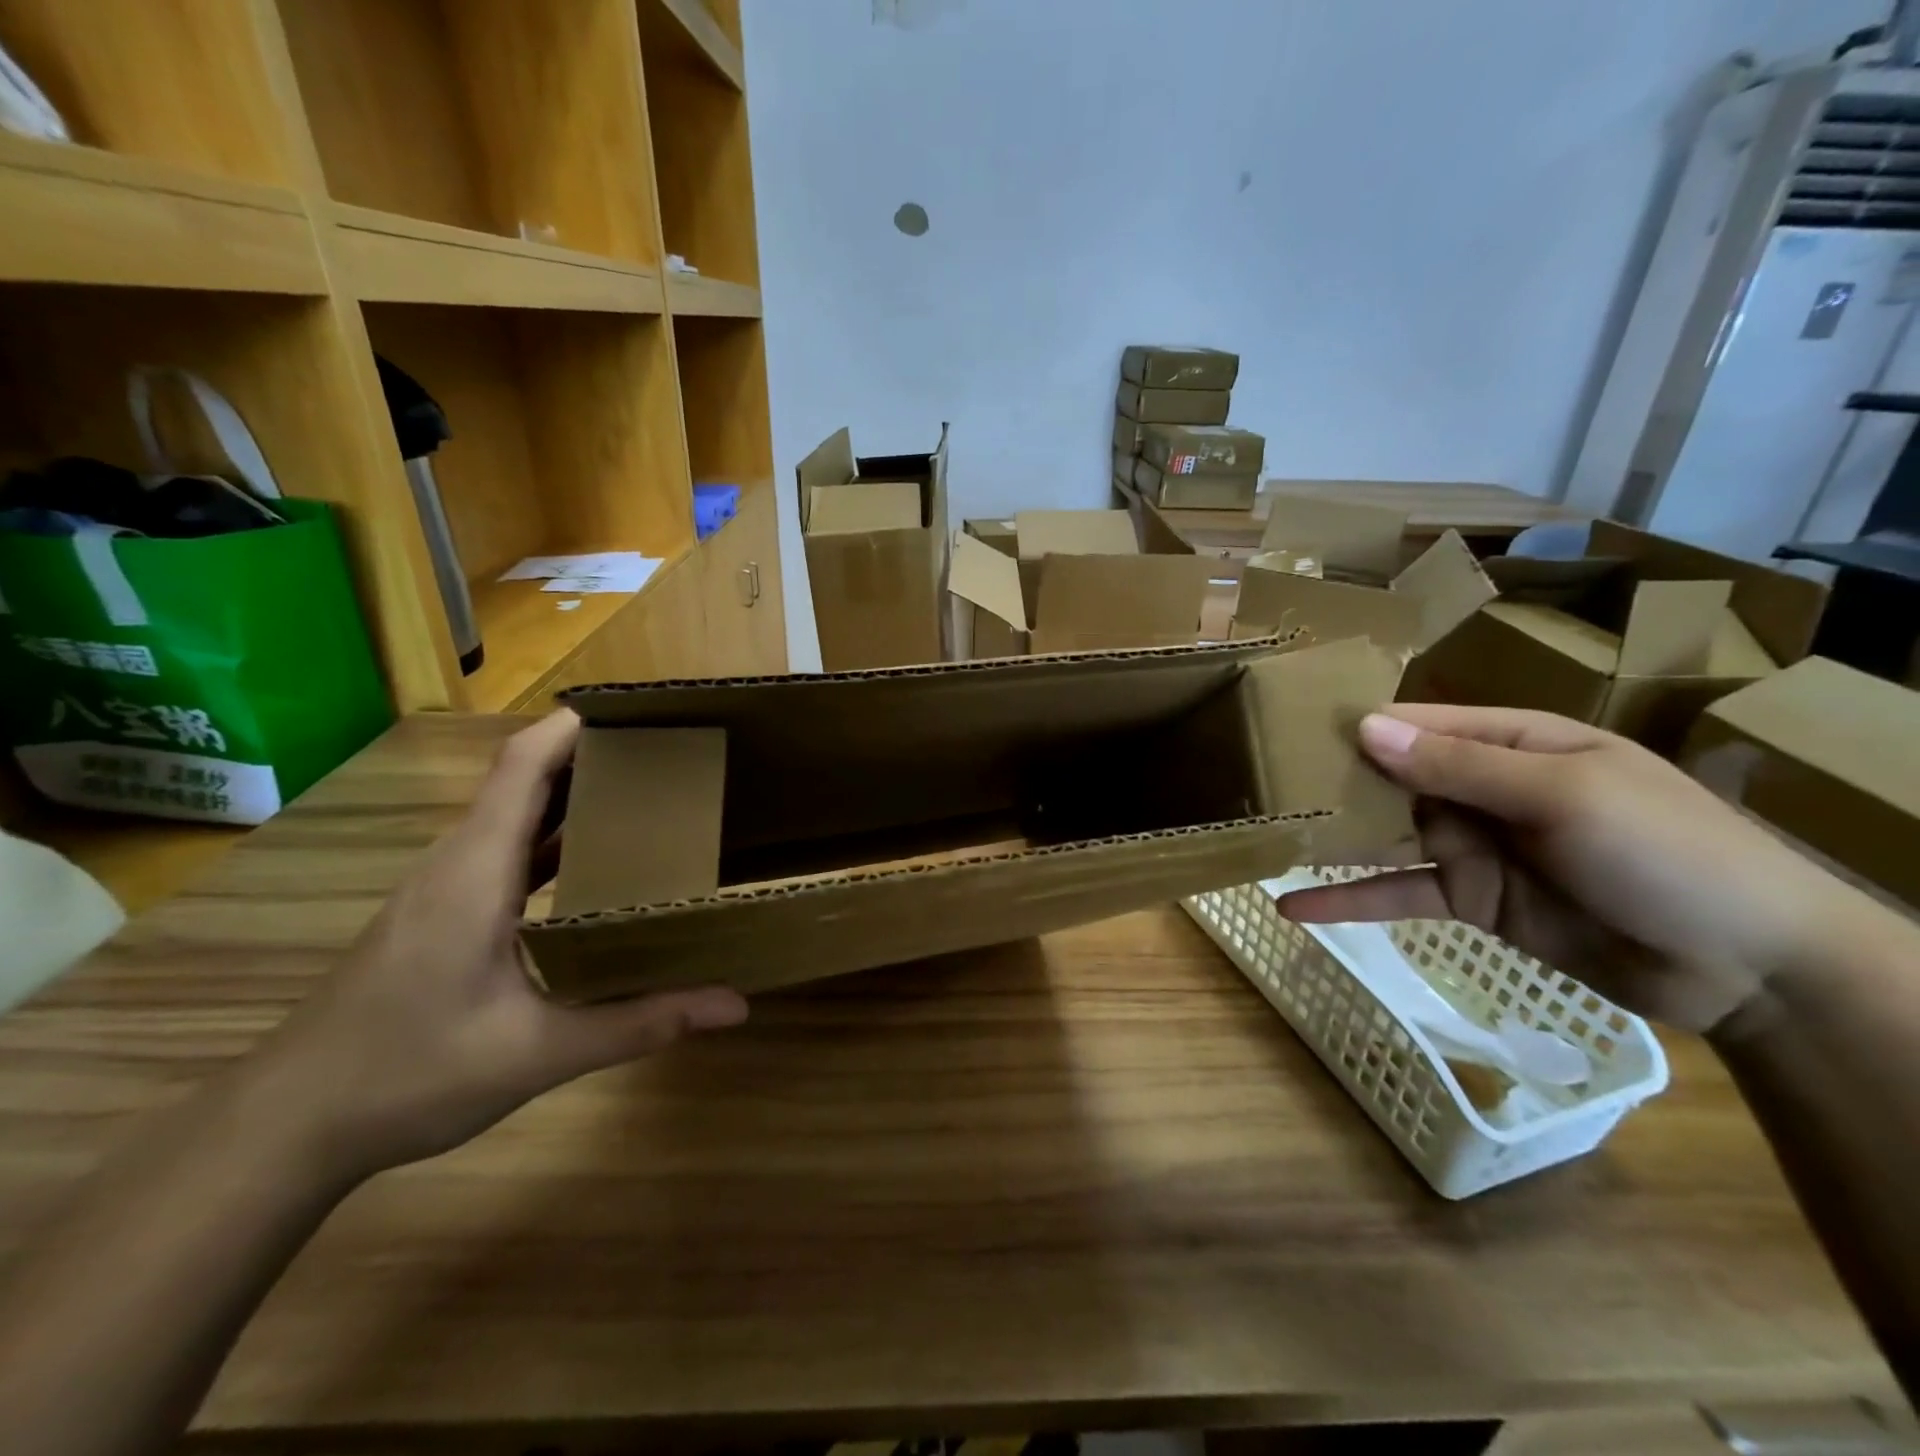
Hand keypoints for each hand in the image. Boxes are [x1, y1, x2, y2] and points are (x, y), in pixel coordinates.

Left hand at [244, 710, 747, 1178]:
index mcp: (477, 872)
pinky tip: (592, 866)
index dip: (577, 728)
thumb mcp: (539, 1052)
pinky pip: (503, 848)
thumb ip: (641, 1021)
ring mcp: (442, 886)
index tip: (642, 715)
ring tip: (647, 799)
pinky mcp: (439, 911)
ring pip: (513, 814)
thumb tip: (735, 1004)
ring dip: (574, 797)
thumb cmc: (409, 1074)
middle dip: (594, 757)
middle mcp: (457, 862)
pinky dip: (552, 838)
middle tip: (670, 758)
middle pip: (525, 779)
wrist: (287, 1125)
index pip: (524, 766)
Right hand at [1276, 704, 1854, 1032]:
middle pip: (1390, 777)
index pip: (1418, 723)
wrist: (1747, 967)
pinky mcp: (1468, 899)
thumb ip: (1459, 766)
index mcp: (1511, 742)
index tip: (1285, 729)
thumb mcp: (1562, 796)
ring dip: (1328, 838)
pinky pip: (1396, 893)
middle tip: (1254, 786)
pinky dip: (1347, 900)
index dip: (1356, 725)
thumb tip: (1366, 729)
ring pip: (1383, 834)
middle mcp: (1481, 787)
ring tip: (1259, 837)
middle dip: (1328, 782)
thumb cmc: (1666, 851)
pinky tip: (1293, 909)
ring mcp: (1472, 845)